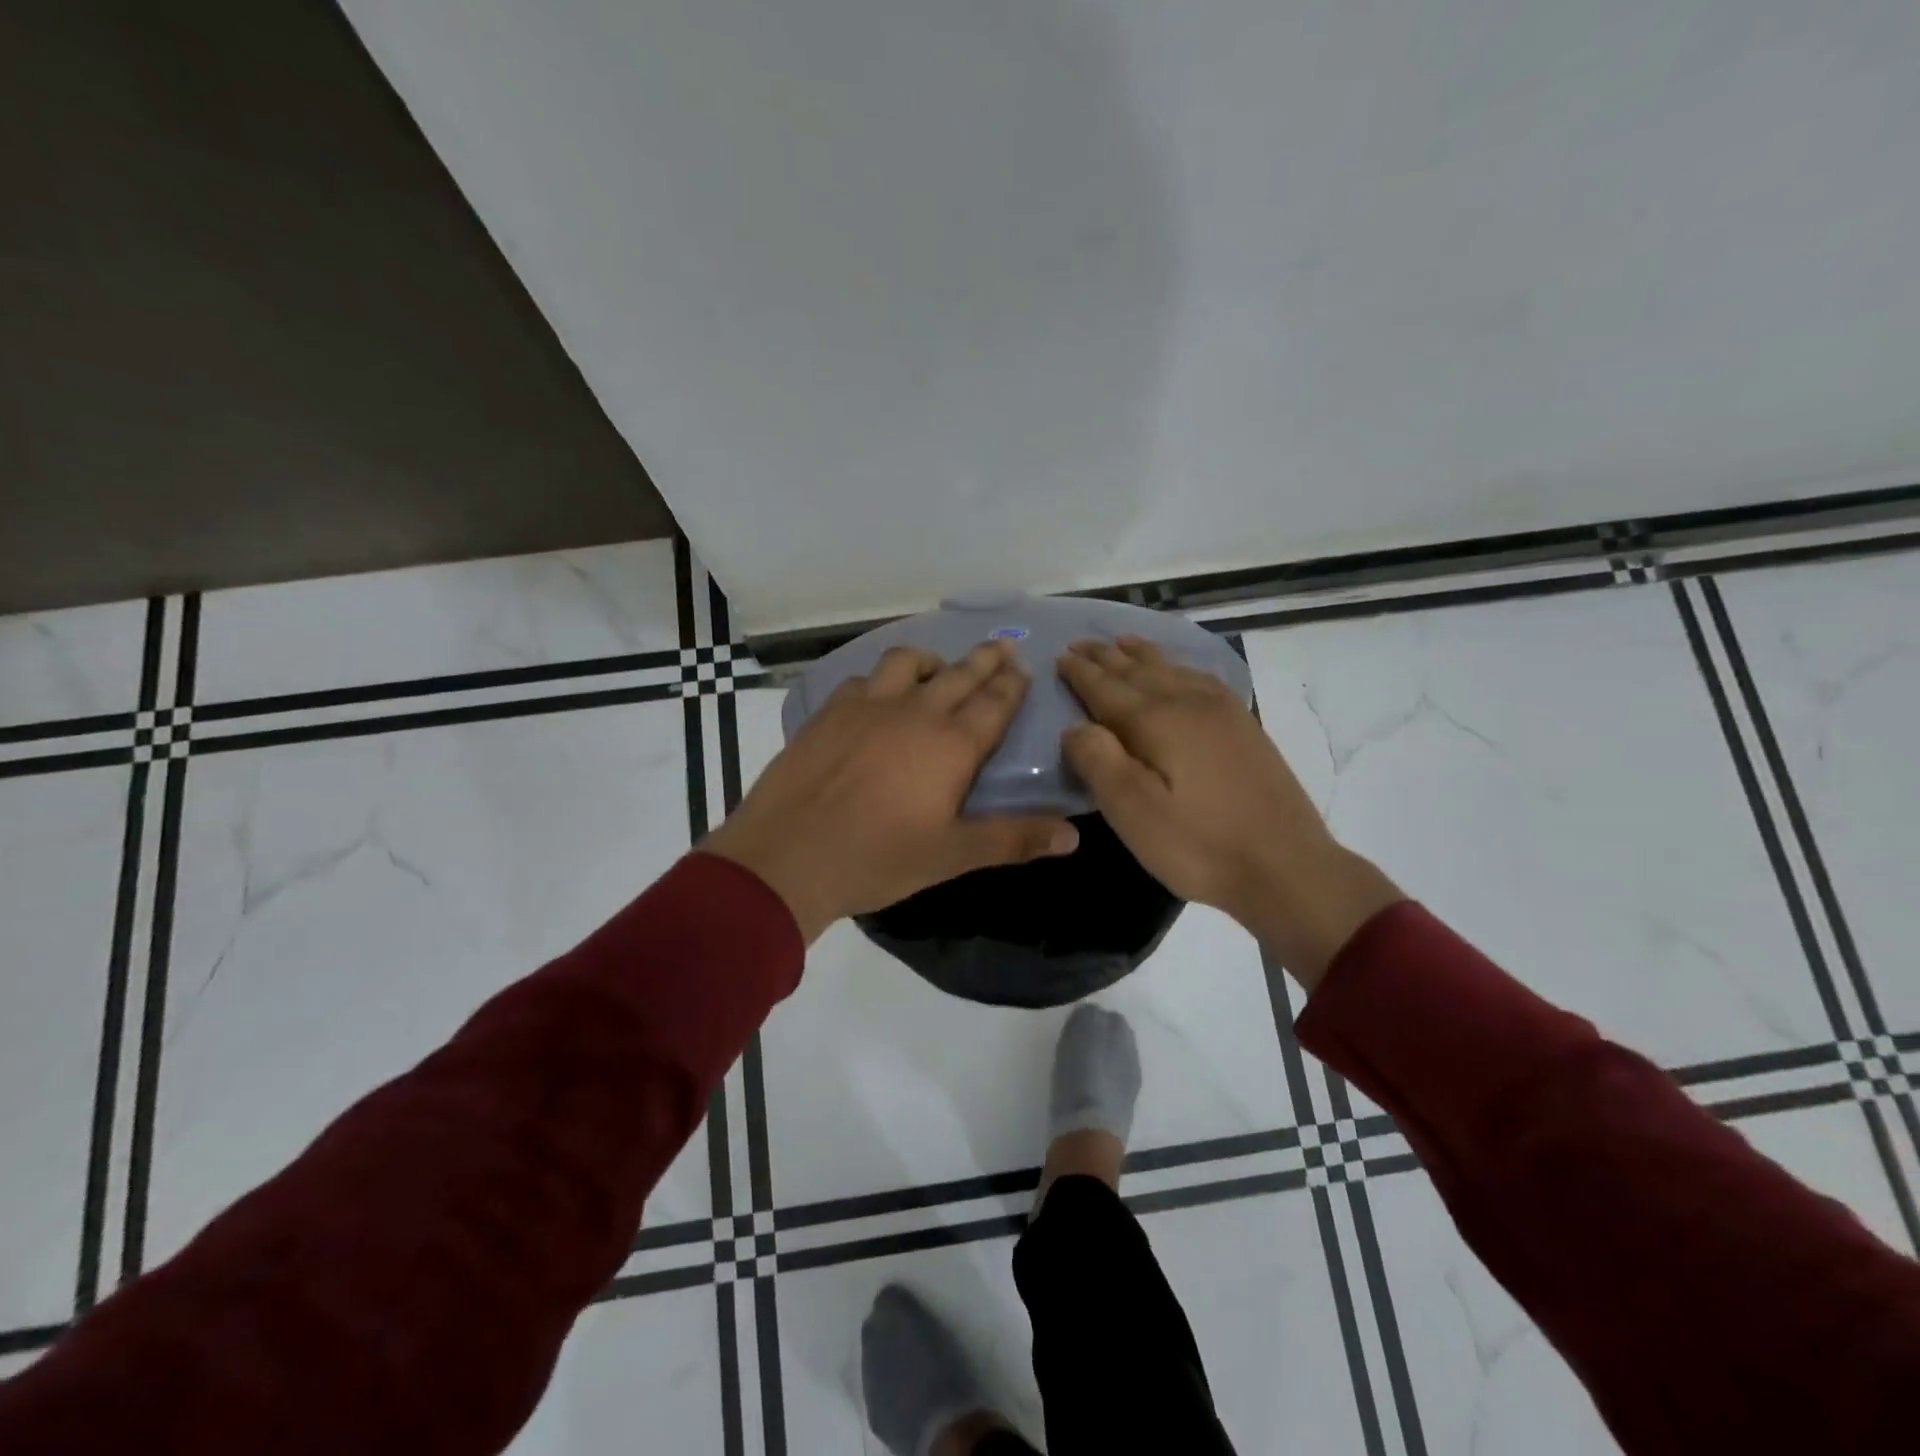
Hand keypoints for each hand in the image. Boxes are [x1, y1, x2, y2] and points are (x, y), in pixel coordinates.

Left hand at [705, 640, 1079, 942]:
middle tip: (1000, 646)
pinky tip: (875, 696)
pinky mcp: (829, 712)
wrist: (787, 857)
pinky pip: (862, 680)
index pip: (994, 703)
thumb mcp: (951, 856)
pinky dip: (879, 680)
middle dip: (984, 659)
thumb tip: (1073, 836)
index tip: (1022, 665)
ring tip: (937, 669)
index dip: (1012, 684)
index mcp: (951, 746)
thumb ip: (1012, 840)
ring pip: (906, 663)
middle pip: (959, 674)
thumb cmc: (877, 859)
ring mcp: (867, 706)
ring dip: (930, 661)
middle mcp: (914, 713)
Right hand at [1058, 637, 1402, 986]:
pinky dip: (1179, 666)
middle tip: (1080, 644)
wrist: (1285, 866)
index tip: (1059, 655)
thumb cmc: (1198, 844)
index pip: (1107, 688)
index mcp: (1157, 721)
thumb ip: (1098, 761)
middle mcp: (1189, 703)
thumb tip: (1075, 726)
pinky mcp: (1244, 727)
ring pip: (1172, 669)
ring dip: (1141, 654)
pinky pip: (1202, 679)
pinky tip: (1179, 670)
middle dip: (1106, 657)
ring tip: (1121, 642)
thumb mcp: (1132, 812)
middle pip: (1138, 671)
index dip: (1081, 673)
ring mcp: (1223, 712)